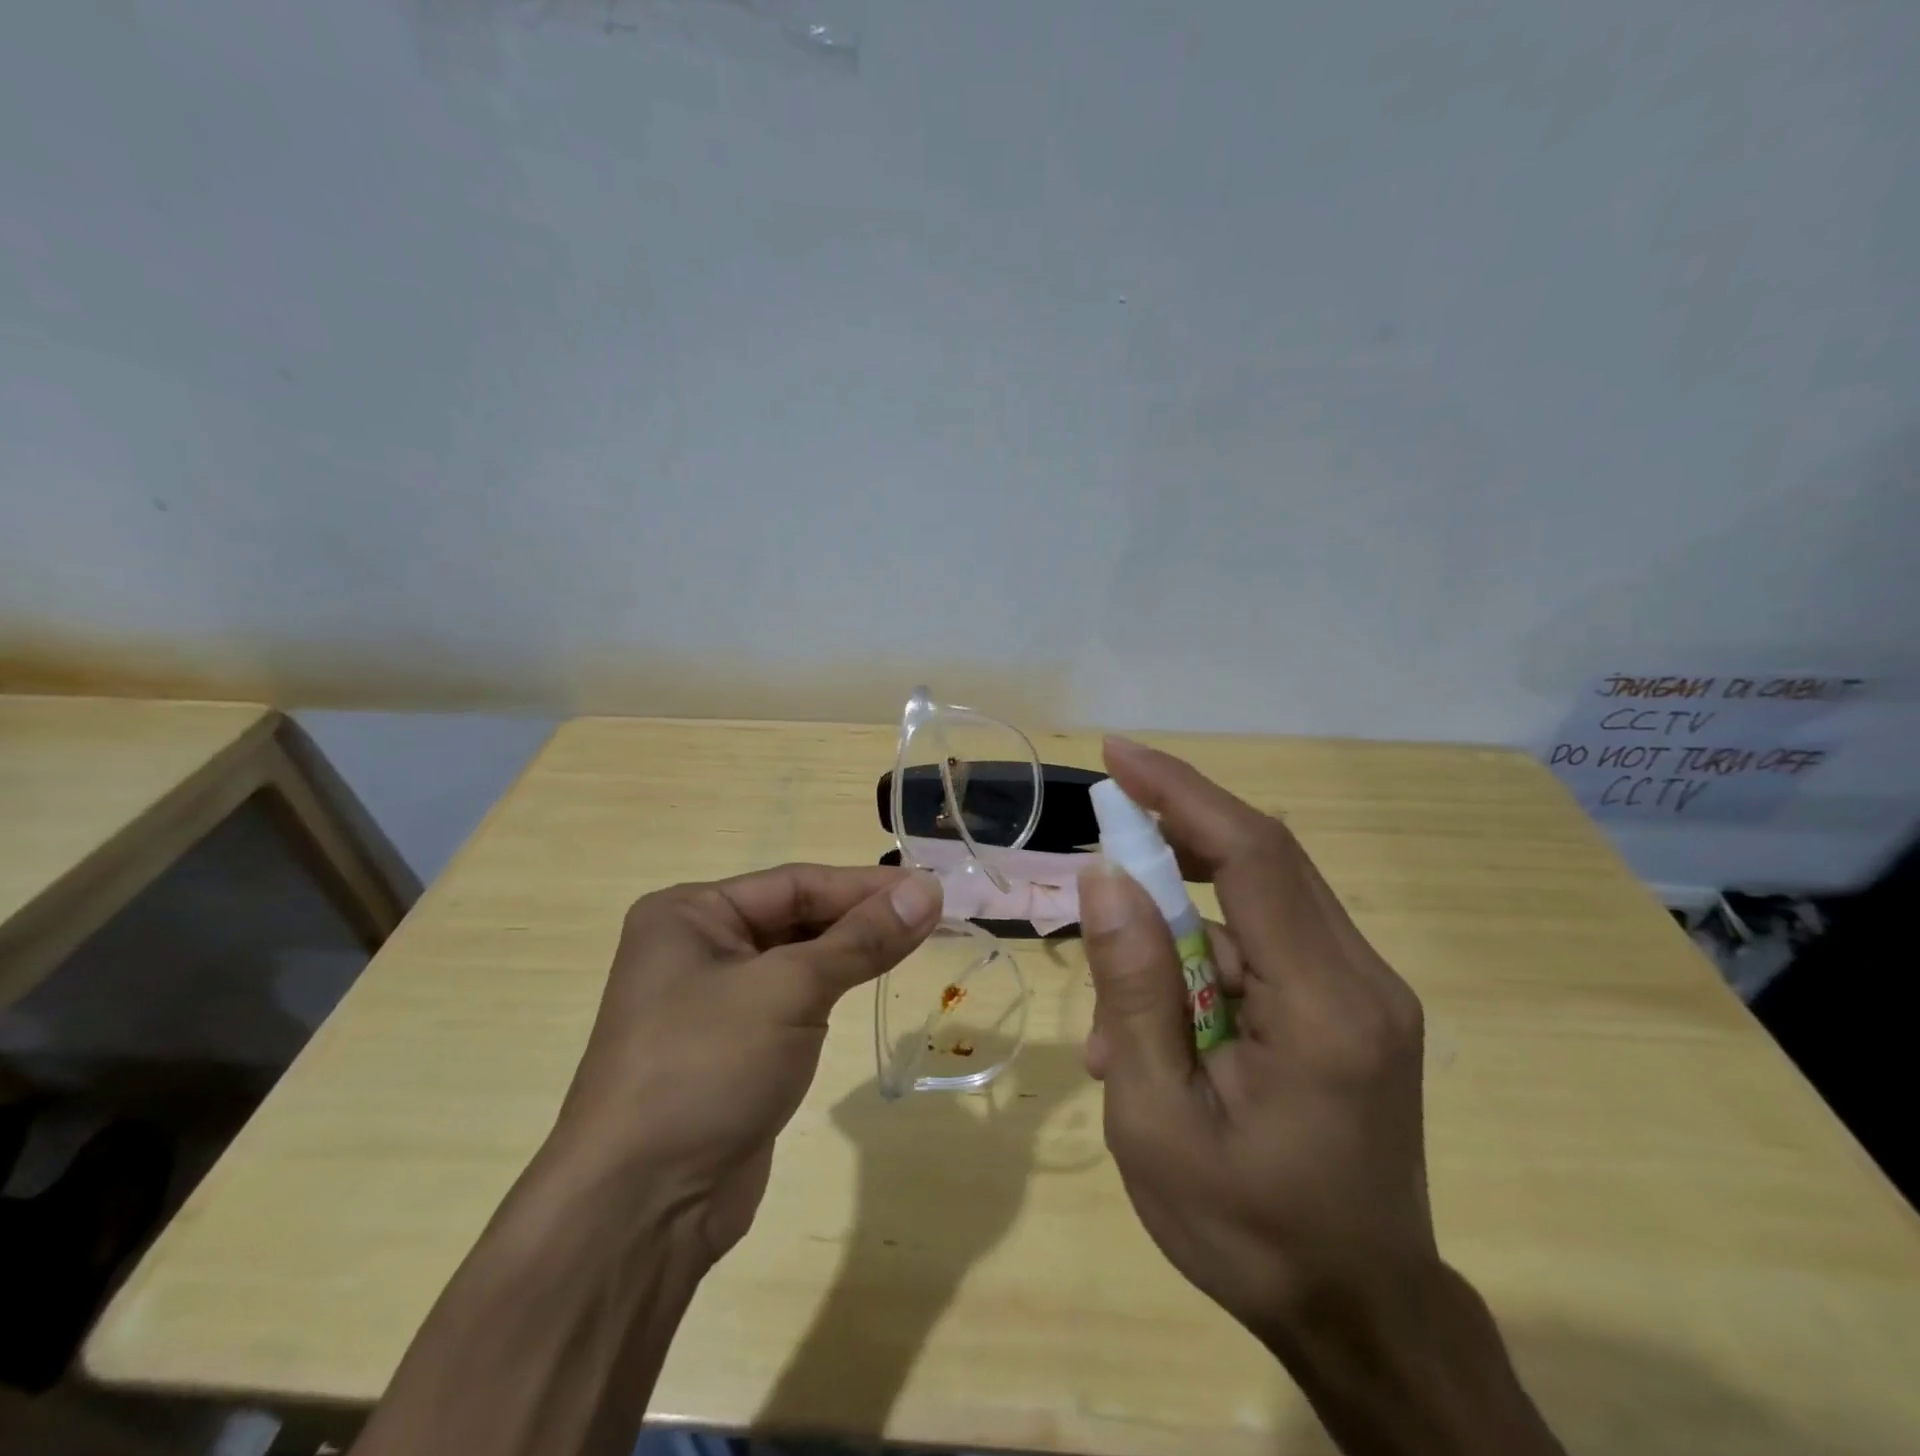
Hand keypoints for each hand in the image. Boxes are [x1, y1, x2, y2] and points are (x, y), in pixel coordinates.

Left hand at [544, 864, 941, 1263]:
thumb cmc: (706, 1069)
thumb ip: (861, 939)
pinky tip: (873, 979)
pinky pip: (793, 998)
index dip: (865, 886)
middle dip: (861, 917)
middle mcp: (697, 946)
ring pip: (798, 958)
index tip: (929, 889)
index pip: (795, 884)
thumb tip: (928, 890)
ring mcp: (713, 999)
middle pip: (796, 916)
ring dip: (852, 950)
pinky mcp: (734, 1046)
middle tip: (931, 916)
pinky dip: (834, 987)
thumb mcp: (789, 990)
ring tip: (916, 940)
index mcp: (690, 914)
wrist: (641, 1209)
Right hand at [1077, 738, 1435, 1349]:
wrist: (1362, 1319)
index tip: (1118, 755)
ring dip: (1177, 930)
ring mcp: (1365, 992)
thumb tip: (1104, 879)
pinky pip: (1265, 949)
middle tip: (1103, 836)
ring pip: (1256, 907)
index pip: (1252, 855)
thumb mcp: (1157, 1121)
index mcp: (1325, 1007)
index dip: (1181, 793)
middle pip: (1262, 861)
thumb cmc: (1249, 1235)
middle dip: (1174, 834)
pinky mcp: (1354, 1008)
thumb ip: (1133, 991)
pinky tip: (1164, 1035)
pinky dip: (1203, 966)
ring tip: (1121, 1026)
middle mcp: (1362, 980)